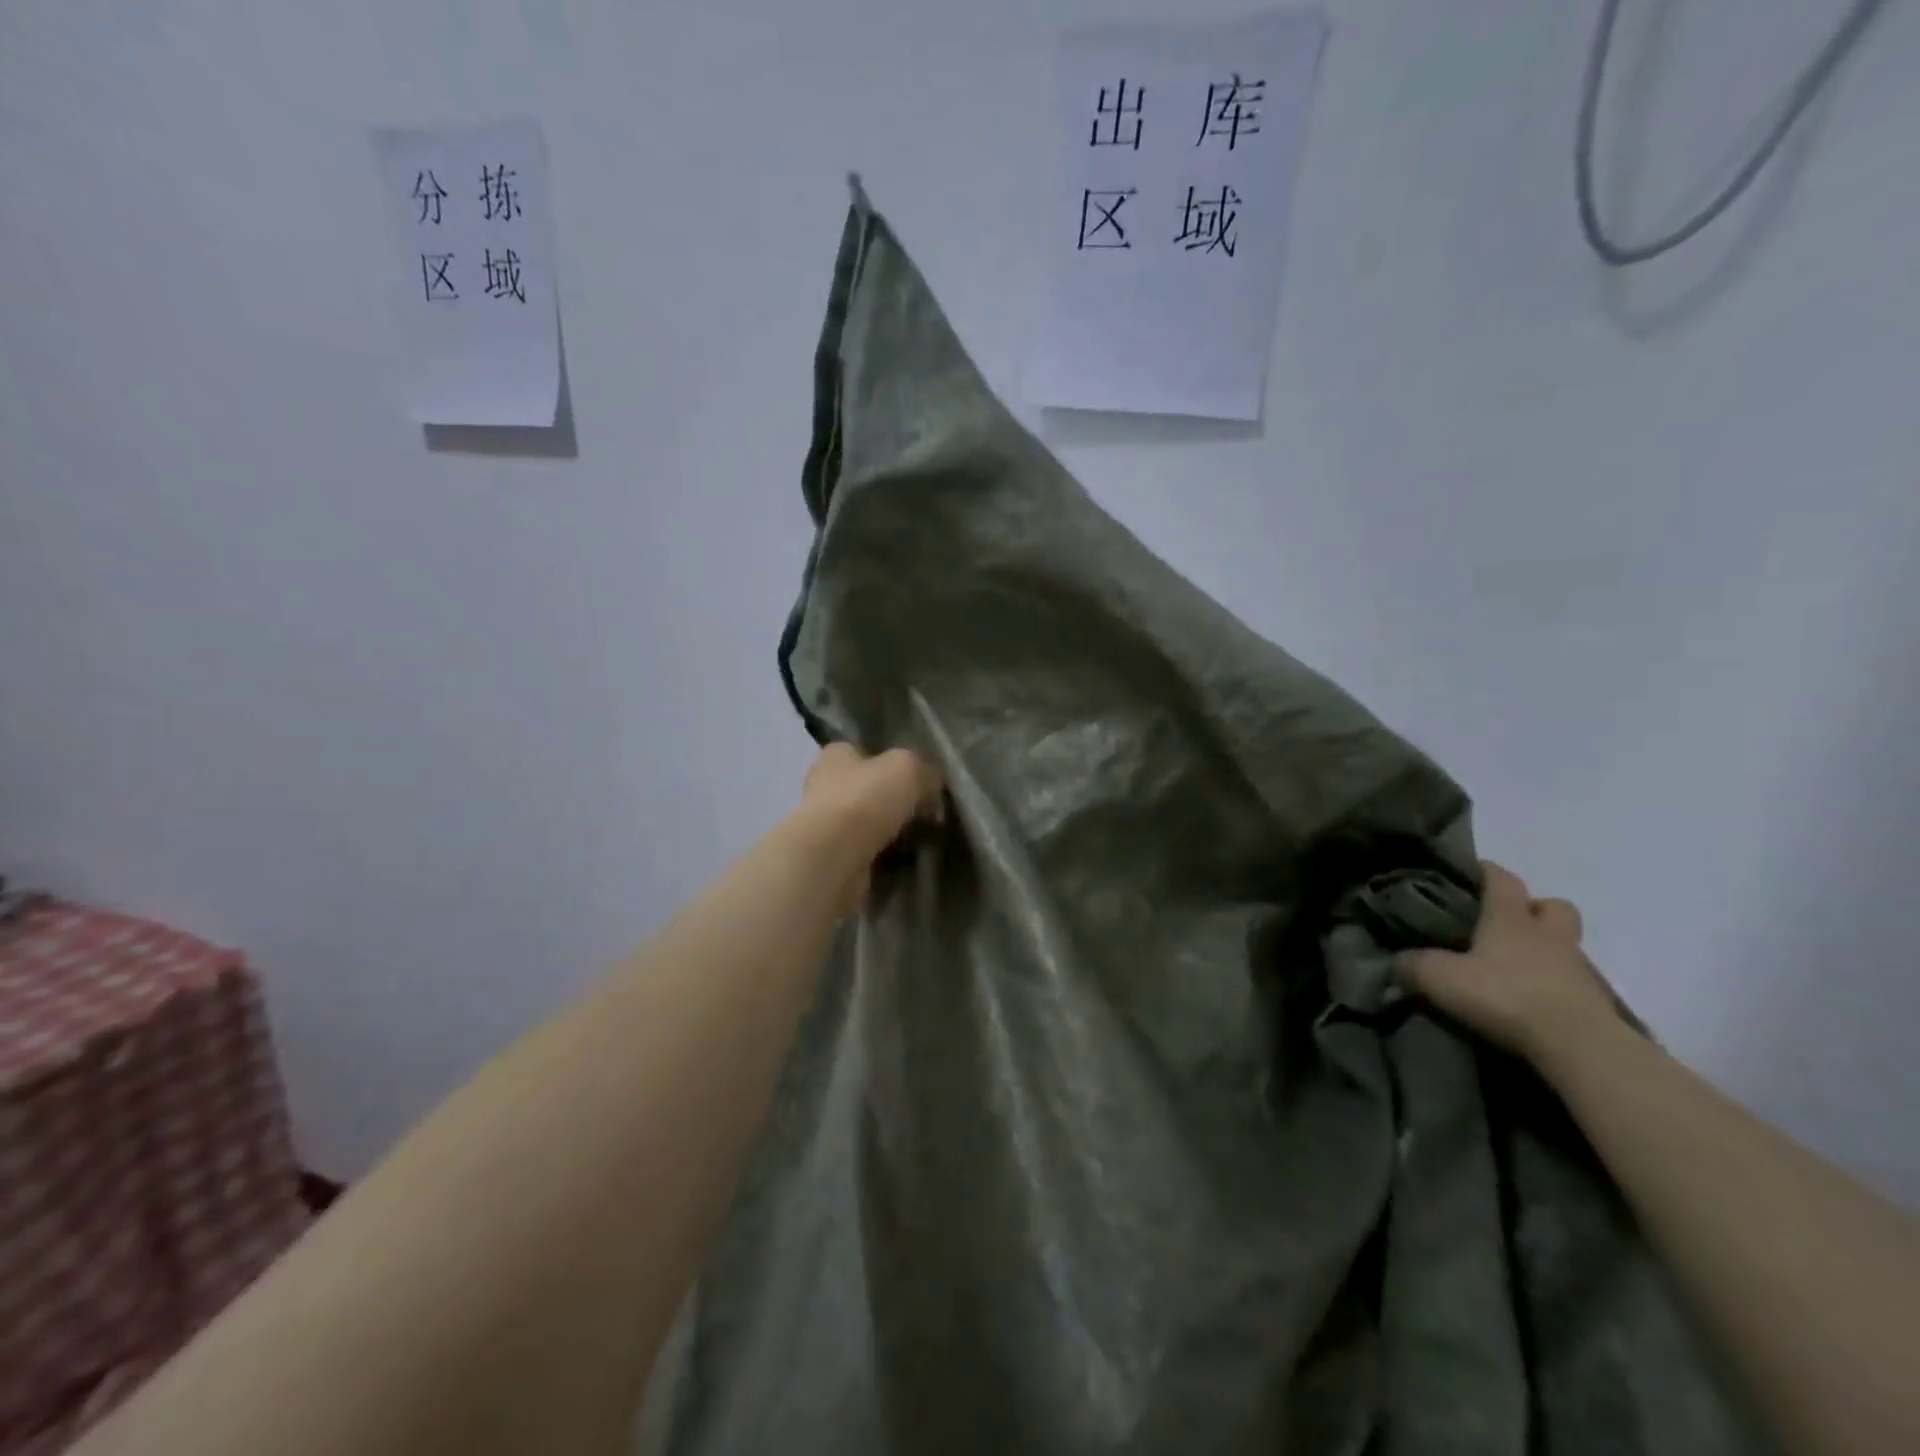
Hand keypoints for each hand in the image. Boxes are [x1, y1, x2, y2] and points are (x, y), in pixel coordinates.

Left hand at [798, 743, 943, 915]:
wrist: (833, 860)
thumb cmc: (865, 800)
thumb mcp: (909, 768)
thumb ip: (925, 771)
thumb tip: (931, 788)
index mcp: (836, 755)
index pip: (864, 750)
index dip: (891, 762)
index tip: (918, 779)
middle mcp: (824, 786)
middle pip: (867, 789)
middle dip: (894, 801)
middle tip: (927, 813)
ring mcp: (825, 826)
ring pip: (868, 825)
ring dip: (891, 834)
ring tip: (922, 841)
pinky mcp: (831, 860)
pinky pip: (867, 855)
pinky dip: (885, 859)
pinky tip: (906, 863)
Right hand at [1396, 862, 1620, 1065]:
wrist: (1580, 1046)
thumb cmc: (1506, 996)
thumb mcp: (1441, 979)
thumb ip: (1413, 966)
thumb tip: (1396, 963)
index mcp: (1511, 918)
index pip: (1502, 879)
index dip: (1486, 871)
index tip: (1471, 871)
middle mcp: (1549, 935)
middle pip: (1552, 906)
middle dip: (1533, 908)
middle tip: (1506, 923)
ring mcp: (1579, 968)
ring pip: (1566, 944)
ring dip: (1546, 948)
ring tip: (1516, 967)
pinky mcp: (1597, 1003)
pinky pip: (1574, 982)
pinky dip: (1556, 984)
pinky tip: (1533, 1000)